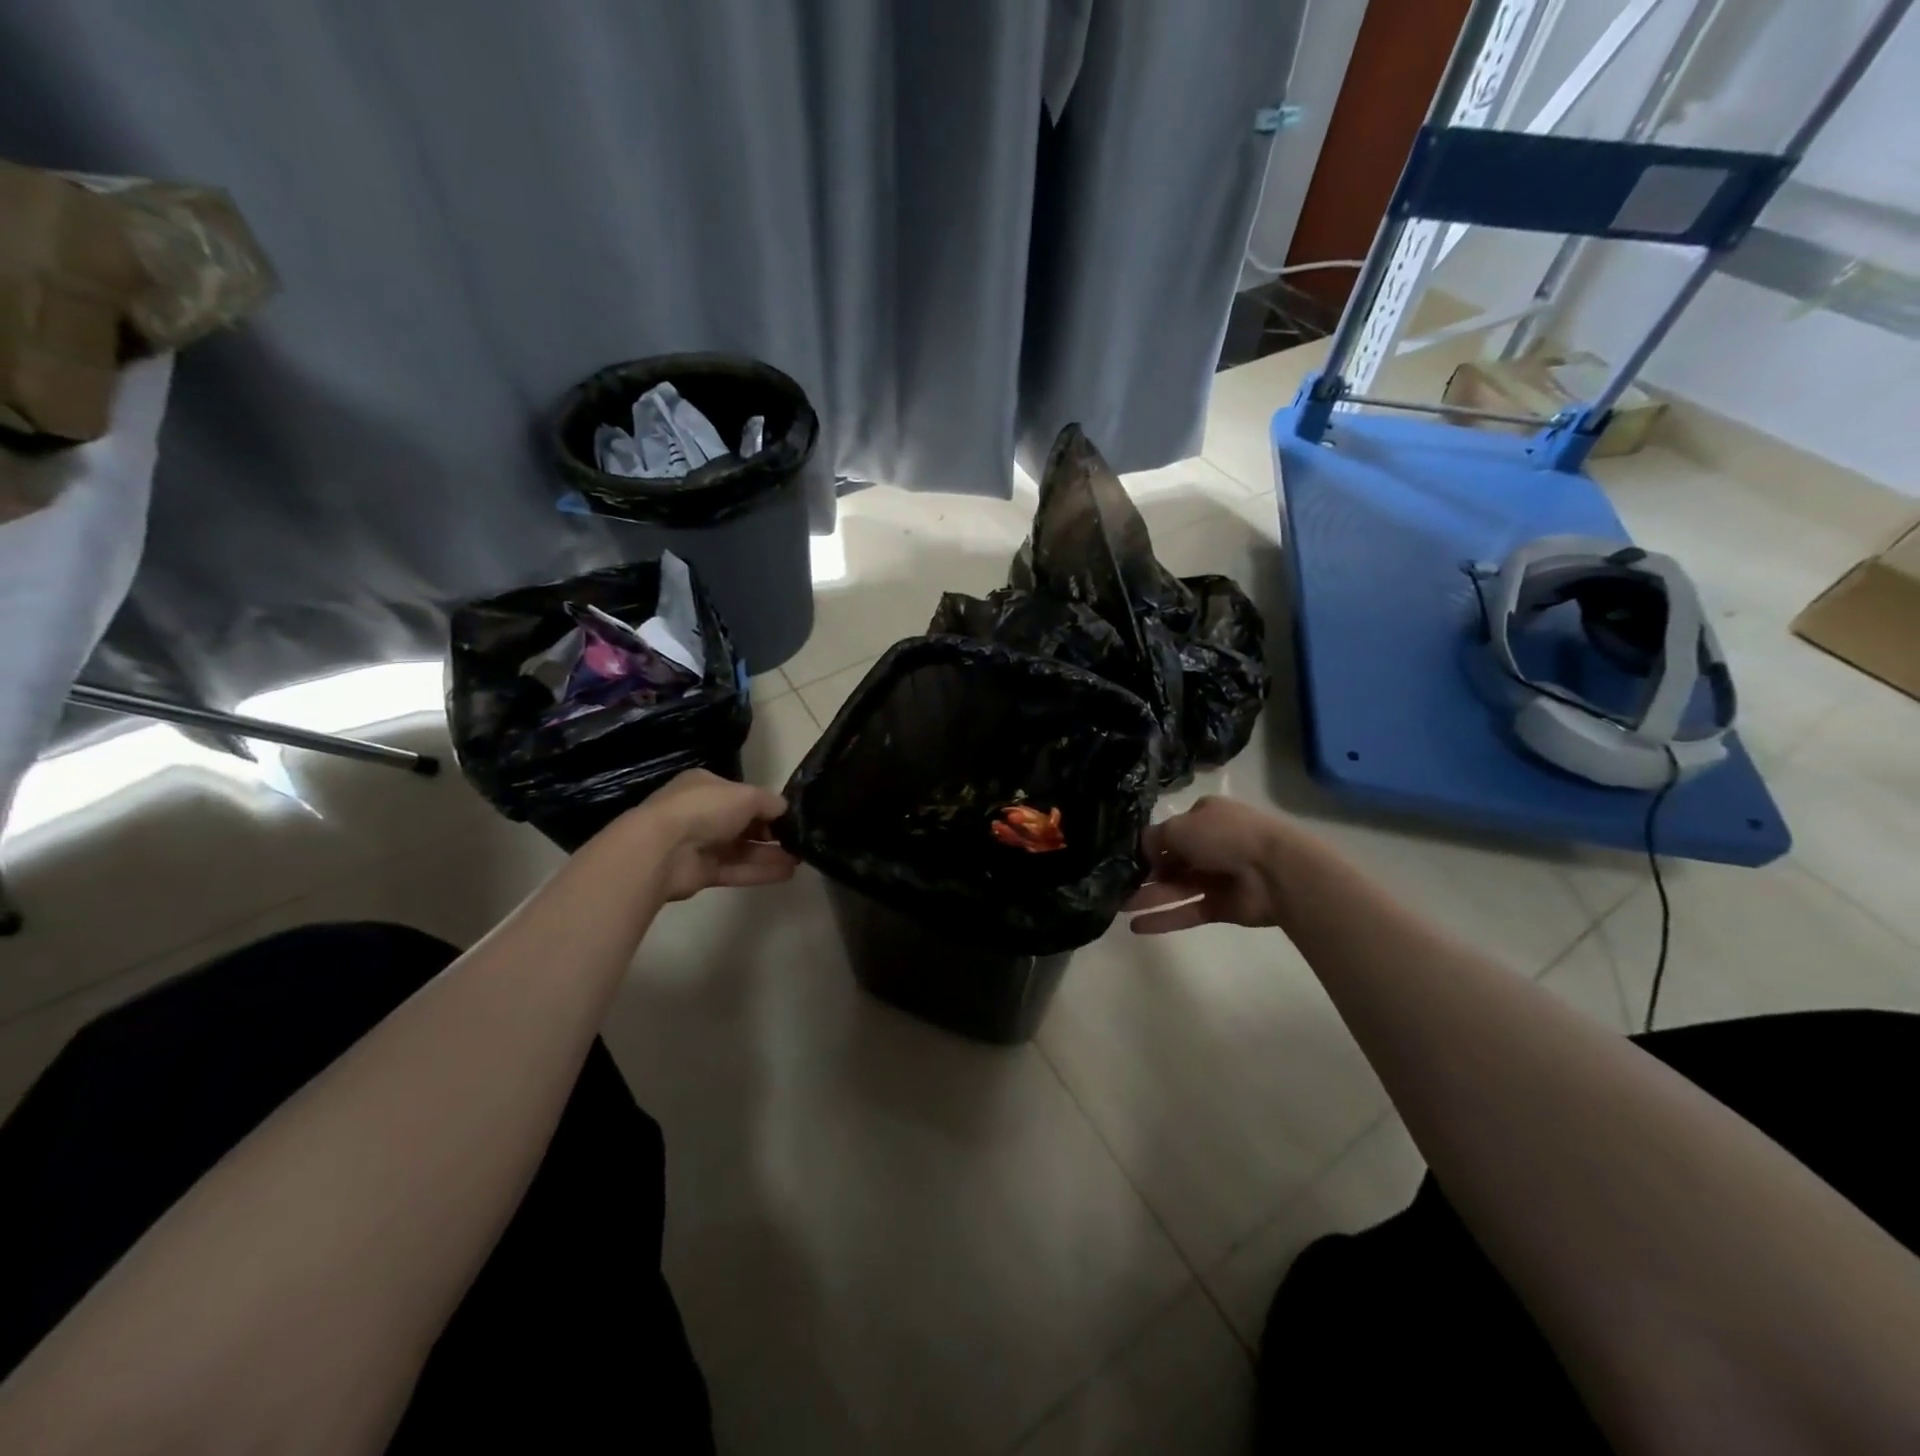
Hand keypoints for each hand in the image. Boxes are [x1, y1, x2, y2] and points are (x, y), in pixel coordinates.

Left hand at [622, 769, 797, 902]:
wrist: (662, 849)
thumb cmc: (705, 809)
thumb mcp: (747, 795)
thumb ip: (770, 802)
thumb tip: (785, 809)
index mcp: (707, 786)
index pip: (743, 795)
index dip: (767, 806)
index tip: (790, 817)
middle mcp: (702, 813)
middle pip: (743, 823)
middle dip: (771, 832)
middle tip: (798, 841)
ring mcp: (700, 844)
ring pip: (741, 849)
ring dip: (770, 854)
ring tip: (800, 859)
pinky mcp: (700, 872)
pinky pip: (735, 870)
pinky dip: (760, 871)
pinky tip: (787, 874)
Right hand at [1125, 796, 1300, 933]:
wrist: (1276, 871)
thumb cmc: (1225, 836)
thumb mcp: (1180, 826)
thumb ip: (1153, 839)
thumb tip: (1141, 853)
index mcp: (1204, 818)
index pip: (1169, 831)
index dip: (1147, 845)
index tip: (1124, 858)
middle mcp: (1210, 845)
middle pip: (1170, 861)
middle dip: (1144, 874)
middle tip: (1114, 885)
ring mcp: (1216, 877)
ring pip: (1175, 888)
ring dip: (1148, 897)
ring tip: (1117, 907)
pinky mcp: (1221, 907)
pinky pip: (1187, 911)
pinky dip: (1163, 918)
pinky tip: (1136, 926)